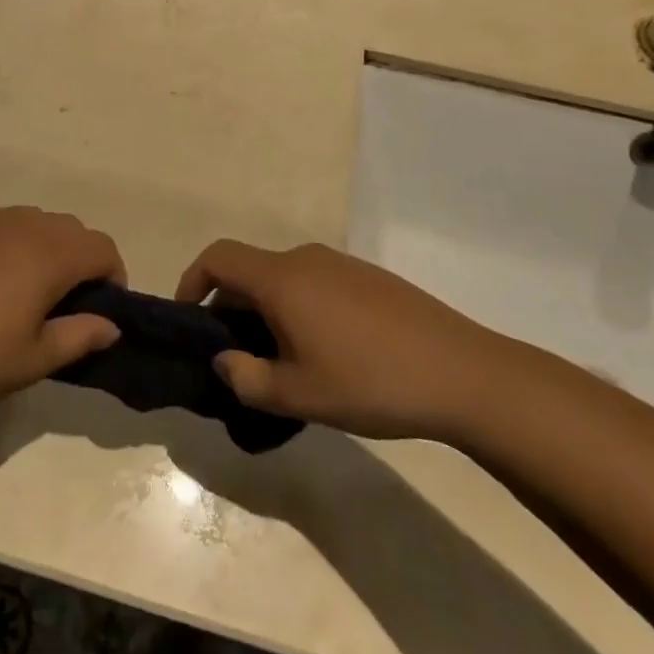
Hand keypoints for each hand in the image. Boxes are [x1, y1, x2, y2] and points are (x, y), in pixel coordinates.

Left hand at [0, 201, 124, 417]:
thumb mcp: (30, 361)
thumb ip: (79, 337)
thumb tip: (111, 325)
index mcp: (49, 254)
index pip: (102, 248)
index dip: (113, 277)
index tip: (100, 312)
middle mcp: (22, 222)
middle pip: (71, 230)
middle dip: (80, 262)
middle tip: (62, 308)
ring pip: (34, 221)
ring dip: (44, 248)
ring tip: (21, 291)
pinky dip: (6, 238)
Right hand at [177, 240, 508, 439]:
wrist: (464, 373)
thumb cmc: (371, 382)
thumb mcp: (299, 394)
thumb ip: (247, 379)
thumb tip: (224, 360)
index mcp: (281, 279)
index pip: (218, 258)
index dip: (192, 281)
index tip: (189, 319)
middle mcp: (306, 259)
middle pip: (250, 271)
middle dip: (231, 308)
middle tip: (237, 357)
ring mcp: (341, 264)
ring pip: (283, 279)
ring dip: (266, 311)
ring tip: (280, 361)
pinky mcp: (369, 278)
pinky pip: (315, 284)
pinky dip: (298, 308)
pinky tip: (325, 352)